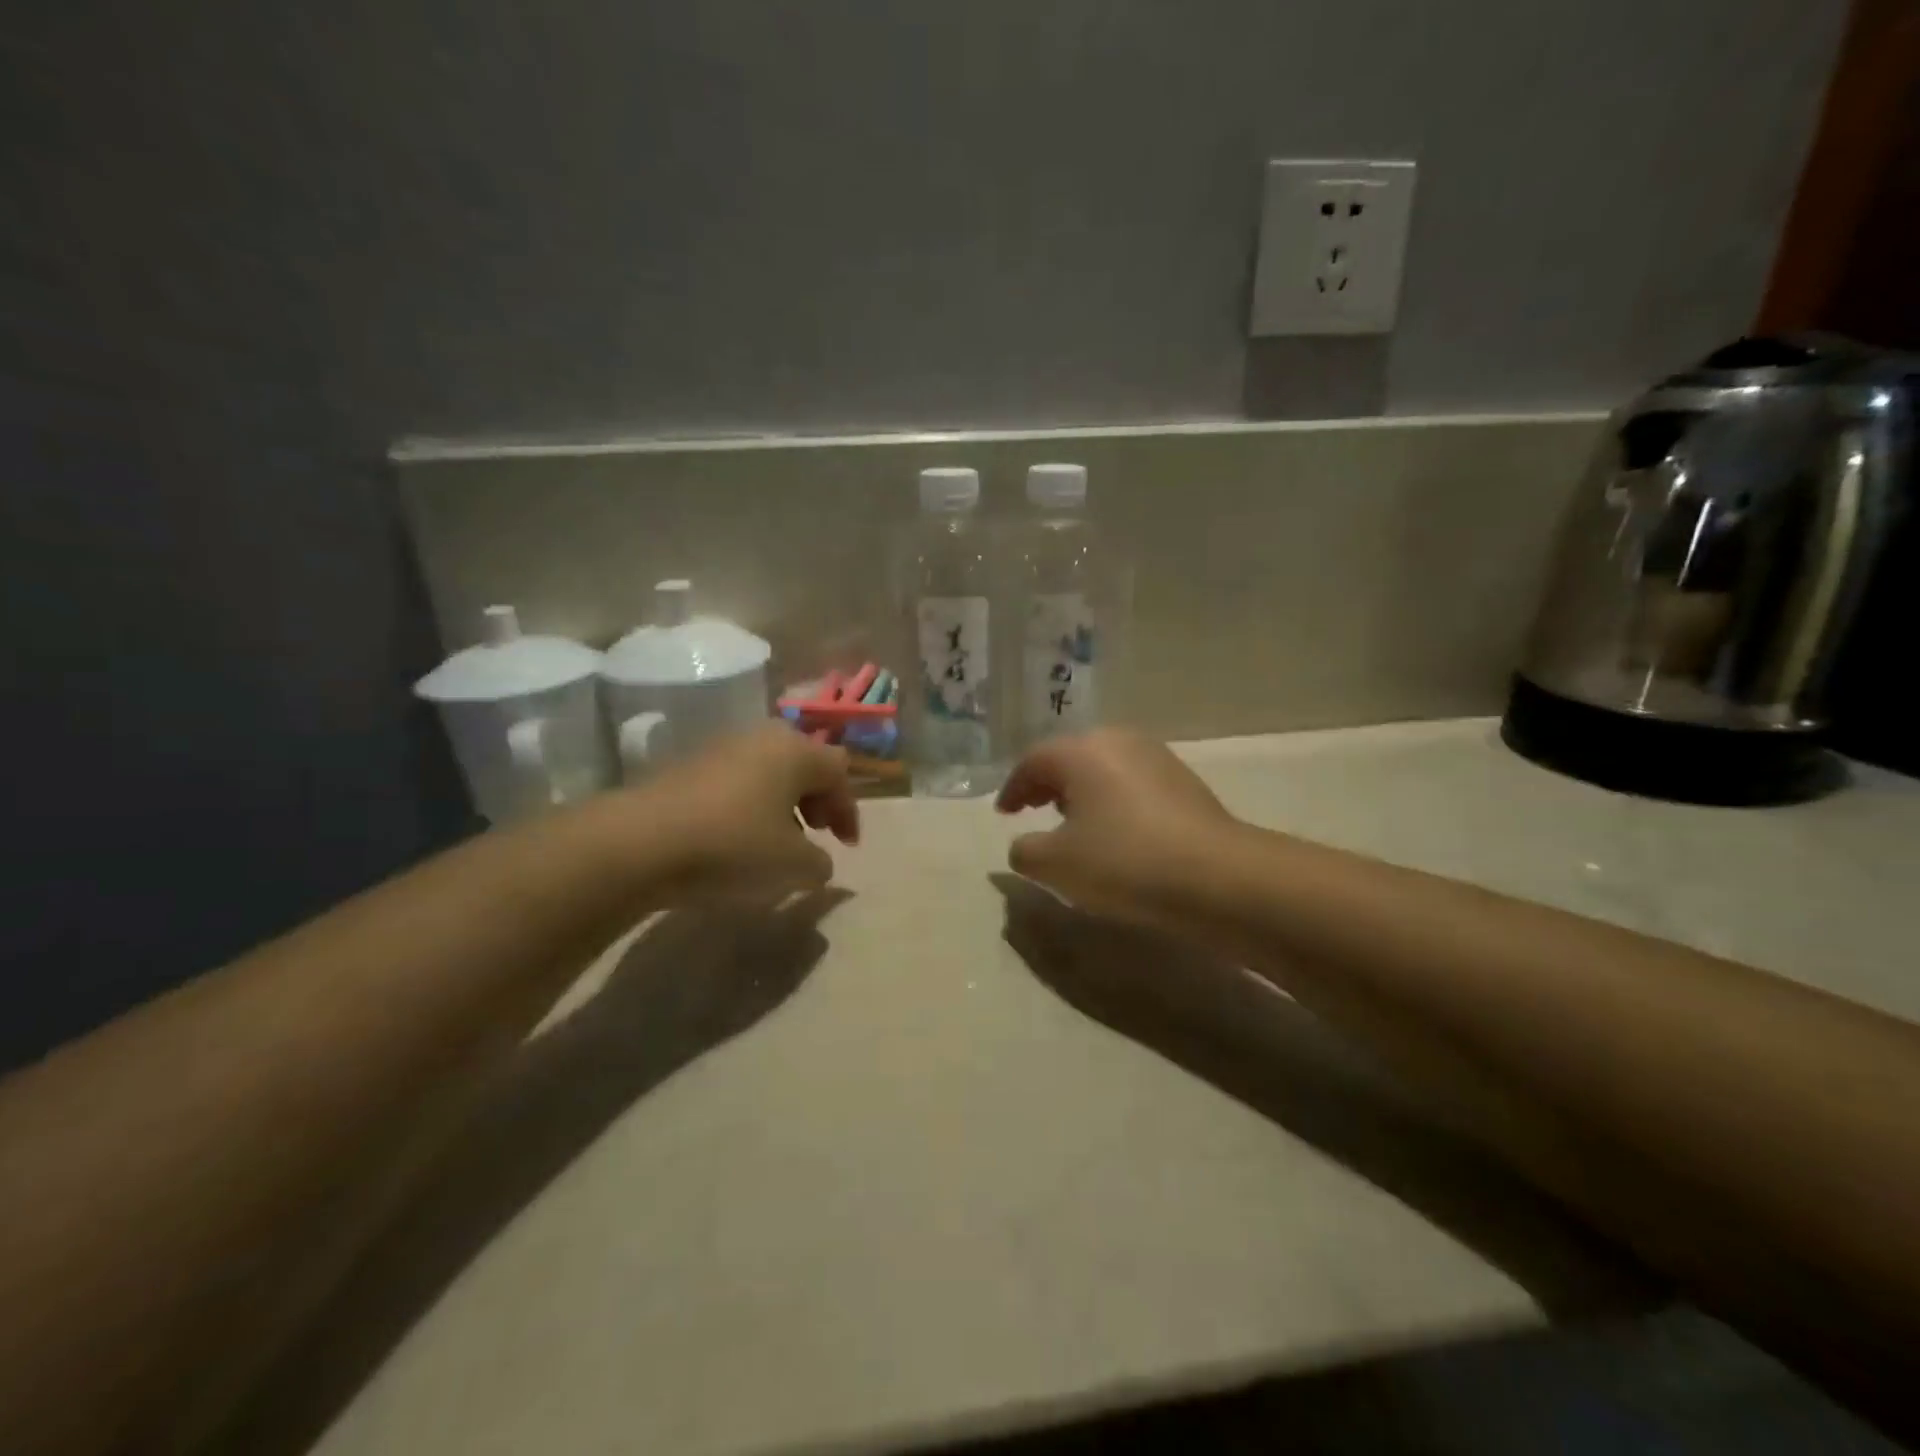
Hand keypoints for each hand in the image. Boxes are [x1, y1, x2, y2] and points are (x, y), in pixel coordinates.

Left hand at [626, 724, 859, 902]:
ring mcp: (721, 746)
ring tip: (776, 839)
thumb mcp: (793, 865)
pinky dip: (749, 803)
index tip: (846, 846)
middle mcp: (762, 737)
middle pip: (805, 762)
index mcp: (796, 750)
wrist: (639, 842)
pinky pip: (736, 779)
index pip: (840, 771)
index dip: (849, 809)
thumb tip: (818, 862)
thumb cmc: (733, 845)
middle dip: (817, 799)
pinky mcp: (688, 764)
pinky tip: (737, 836)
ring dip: (782, 802)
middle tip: (816, 832)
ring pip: (768, 769)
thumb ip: (820, 863)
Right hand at [995, 729, 1238, 925]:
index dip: (1013, 789)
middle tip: (1034, 810)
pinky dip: (1112, 800)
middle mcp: (1117, 741)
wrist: (1217, 876)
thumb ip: (1025, 851)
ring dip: (1082, 791)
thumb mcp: (1056, 865)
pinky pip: (1131, 782)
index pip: (1033, 762)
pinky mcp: (1184, 780)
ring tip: (1074, 822)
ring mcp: (1155, 757)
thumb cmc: (1123, 861)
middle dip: (1048, 784)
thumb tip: (1023, 845)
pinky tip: (1116, 830)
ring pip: (1103, 768)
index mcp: (1080, 751)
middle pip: (1070, 757)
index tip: (1005, 814)